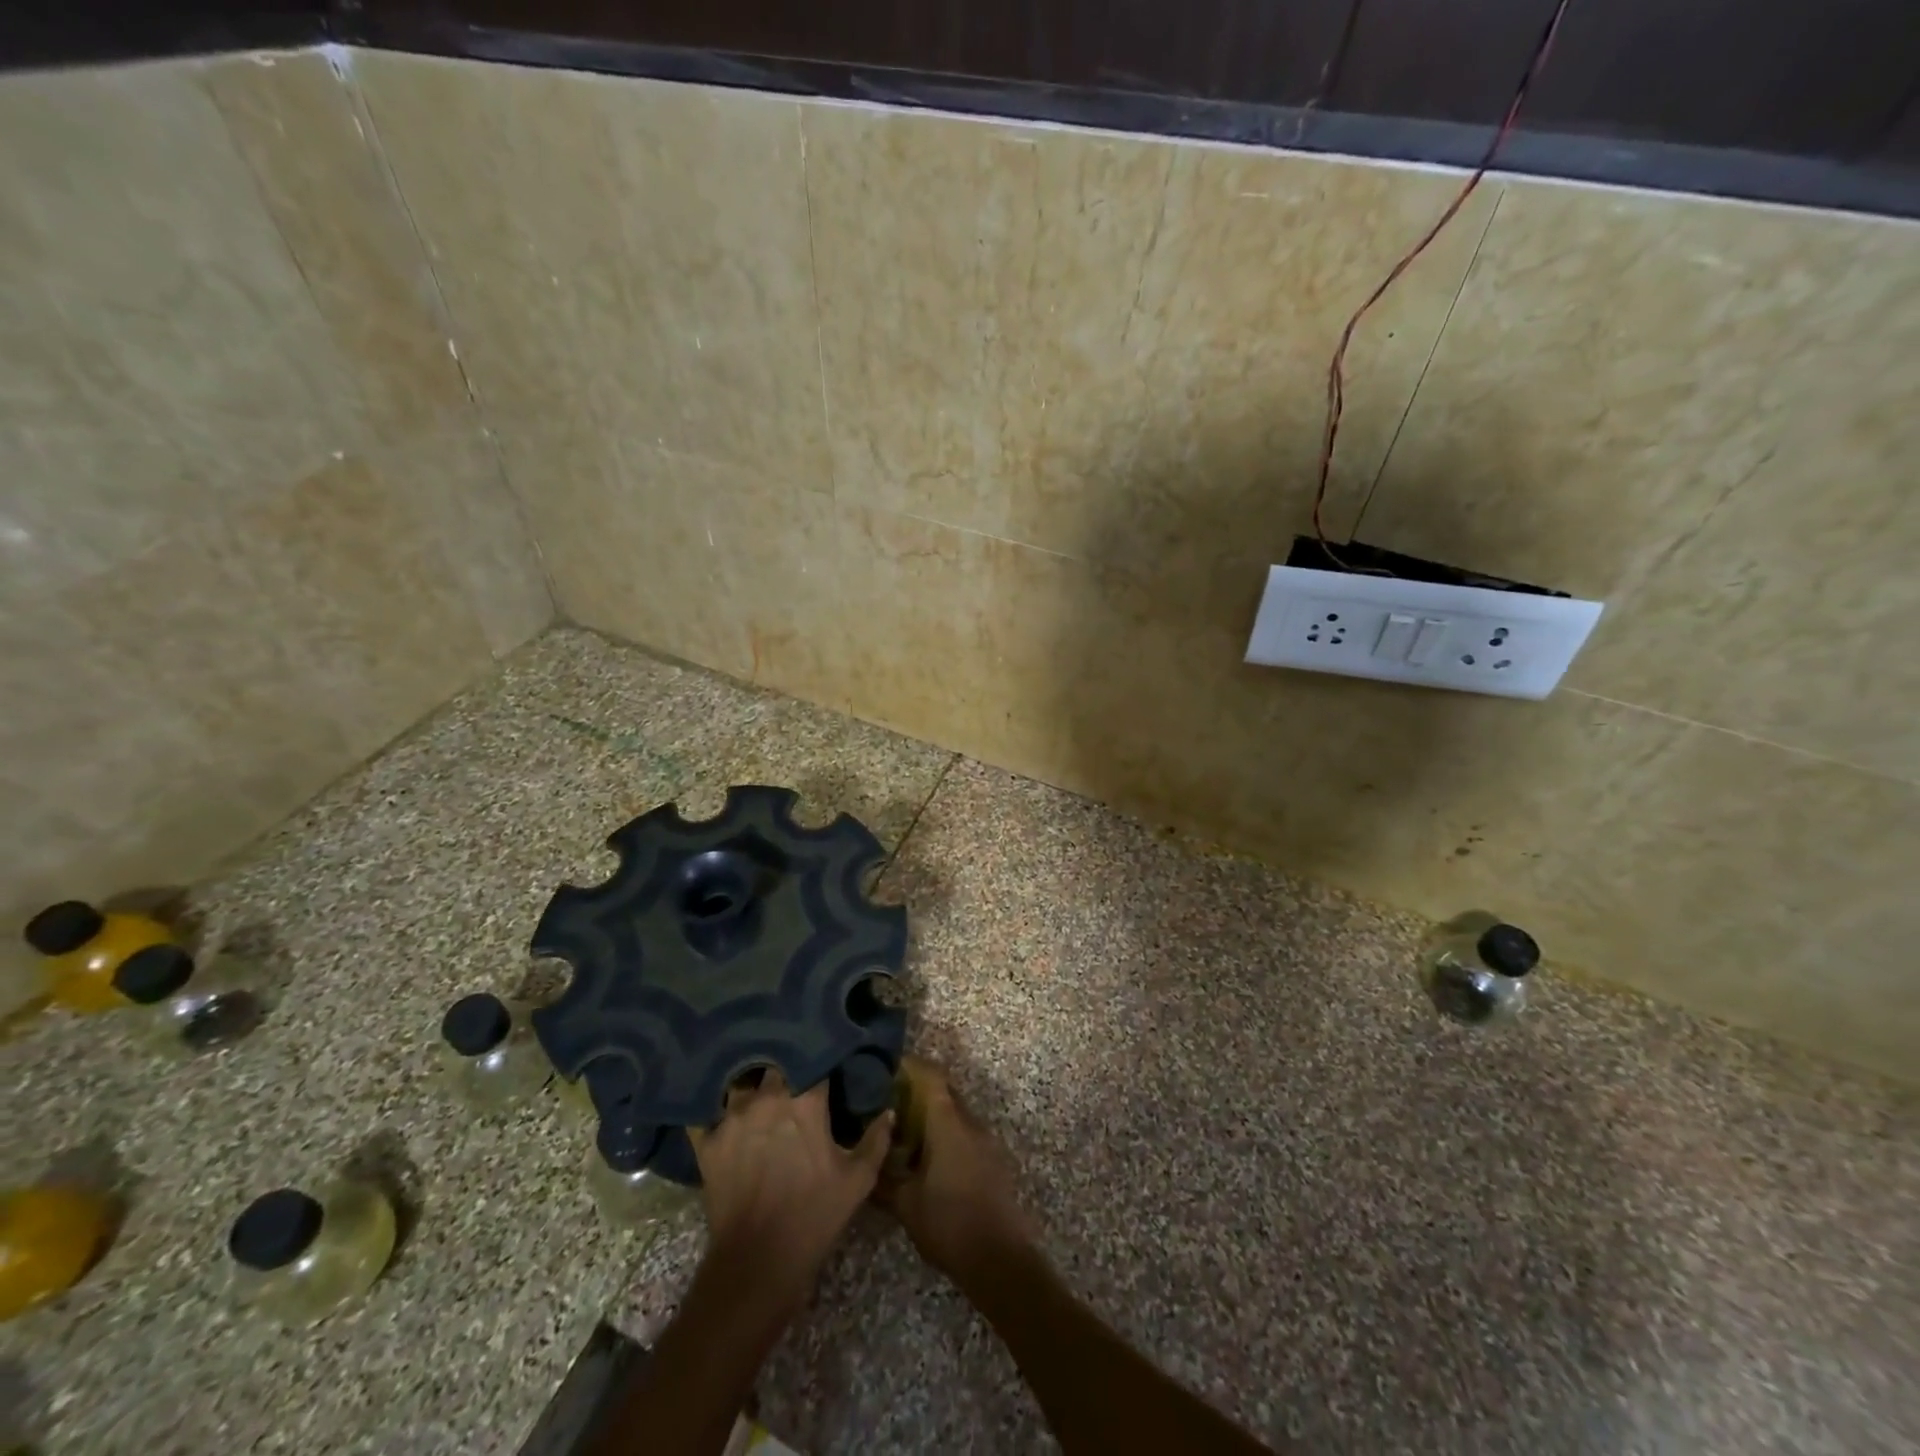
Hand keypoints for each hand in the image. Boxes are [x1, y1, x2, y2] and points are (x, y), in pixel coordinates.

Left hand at [689, 1070, 892, 1313]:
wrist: (757, 1264)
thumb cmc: (814, 1216)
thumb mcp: (858, 1180)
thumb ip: (876, 1139)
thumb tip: (887, 1111)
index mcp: (805, 1100)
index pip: (814, 1059)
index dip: (821, 1058)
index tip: (828, 1062)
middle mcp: (767, 1098)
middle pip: (776, 1062)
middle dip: (785, 1066)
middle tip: (794, 1076)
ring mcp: (732, 1117)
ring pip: (741, 1082)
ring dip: (751, 1085)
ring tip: (758, 1091)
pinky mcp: (708, 1141)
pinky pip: (707, 1112)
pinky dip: (714, 1109)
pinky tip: (721, 1112)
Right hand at [876, 1056, 1038, 1281]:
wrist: (999, 1258)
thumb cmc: (948, 1223)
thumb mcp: (905, 1203)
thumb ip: (882, 1177)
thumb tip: (865, 1158)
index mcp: (948, 1122)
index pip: (930, 1075)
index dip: (909, 1066)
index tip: (885, 1068)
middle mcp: (969, 1122)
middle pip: (943, 1090)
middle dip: (916, 1090)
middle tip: (887, 1101)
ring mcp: (984, 1140)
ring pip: (954, 1112)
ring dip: (931, 1115)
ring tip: (902, 1132)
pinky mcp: (992, 1159)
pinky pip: (964, 1132)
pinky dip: (944, 1134)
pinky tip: (926, 1158)